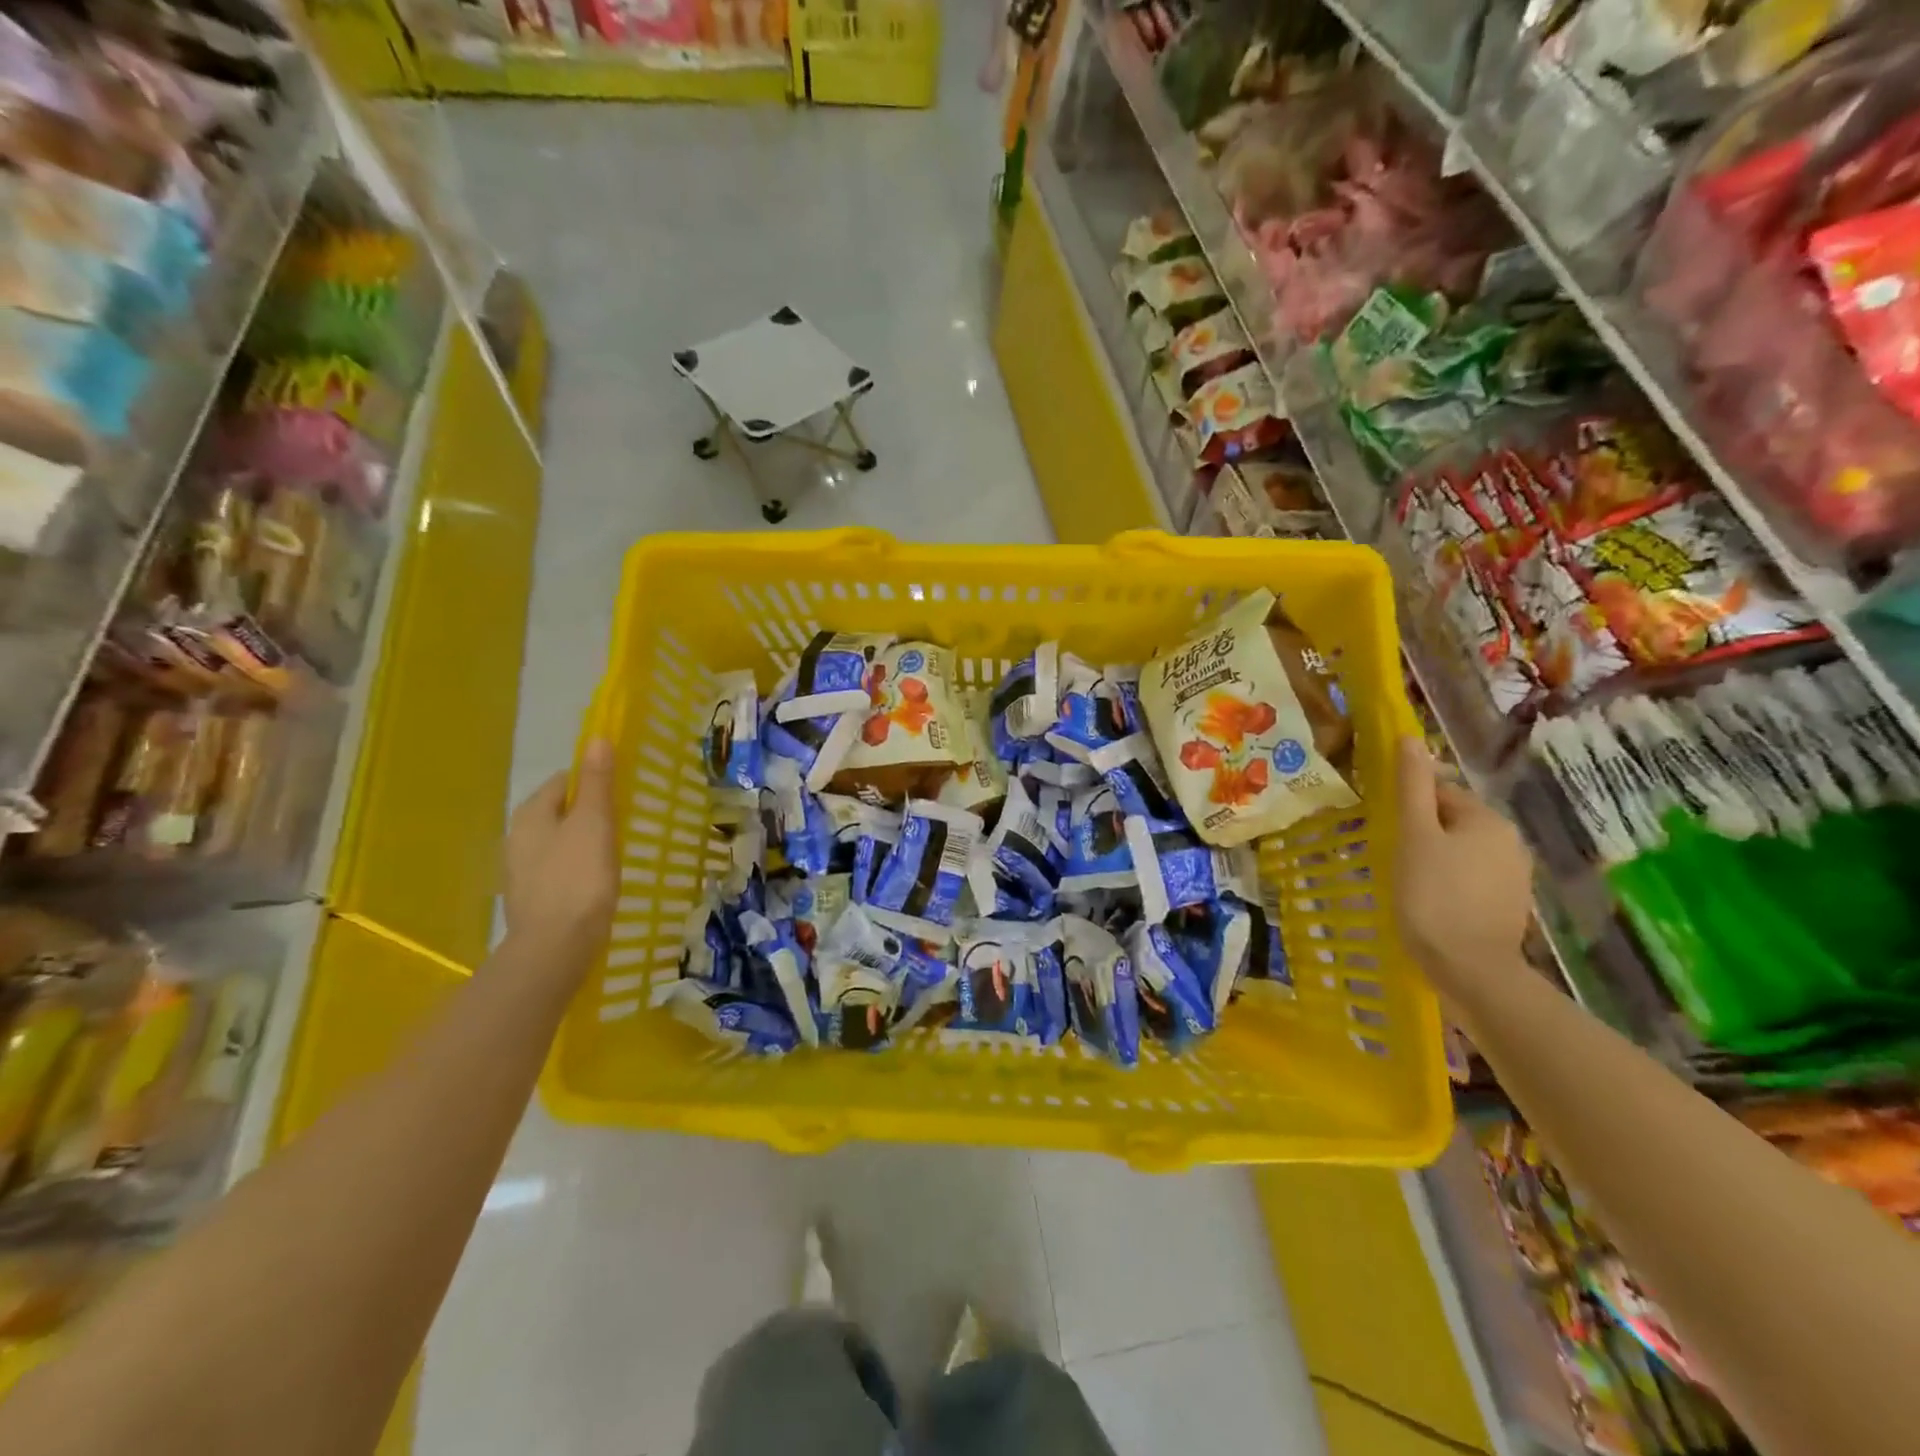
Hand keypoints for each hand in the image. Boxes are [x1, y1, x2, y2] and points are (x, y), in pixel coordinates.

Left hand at [503, 740, 618, 968]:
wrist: (556, 948)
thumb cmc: (578, 879)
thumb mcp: (594, 824)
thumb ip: (596, 782)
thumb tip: (596, 738)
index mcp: (530, 814)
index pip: (562, 780)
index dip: (592, 781)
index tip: (621, 794)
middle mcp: (517, 837)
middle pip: (558, 811)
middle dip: (587, 813)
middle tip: (622, 823)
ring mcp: (520, 871)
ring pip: (558, 841)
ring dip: (582, 841)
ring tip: (613, 853)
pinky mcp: (532, 898)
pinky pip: (558, 869)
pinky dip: (576, 868)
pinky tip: (595, 882)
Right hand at [1392, 739, 1534, 1000]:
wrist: (1470, 970)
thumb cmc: (1433, 895)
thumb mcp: (1413, 836)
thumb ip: (1411, 787)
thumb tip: (1409, 738)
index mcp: (1488, 819)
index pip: (1440, 793)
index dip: (1407, 807)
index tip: (1385, 828)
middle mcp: (1510, 841)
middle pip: (1452, 821)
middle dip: (1422, 833)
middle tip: (1391, 856)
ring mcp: (1513, 876)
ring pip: (1461, 851)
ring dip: (1434, 858)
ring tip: (1406, 881)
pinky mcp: (1508, 905)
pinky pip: (1471, 879)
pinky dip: (1449, 883)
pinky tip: (1429, 902)